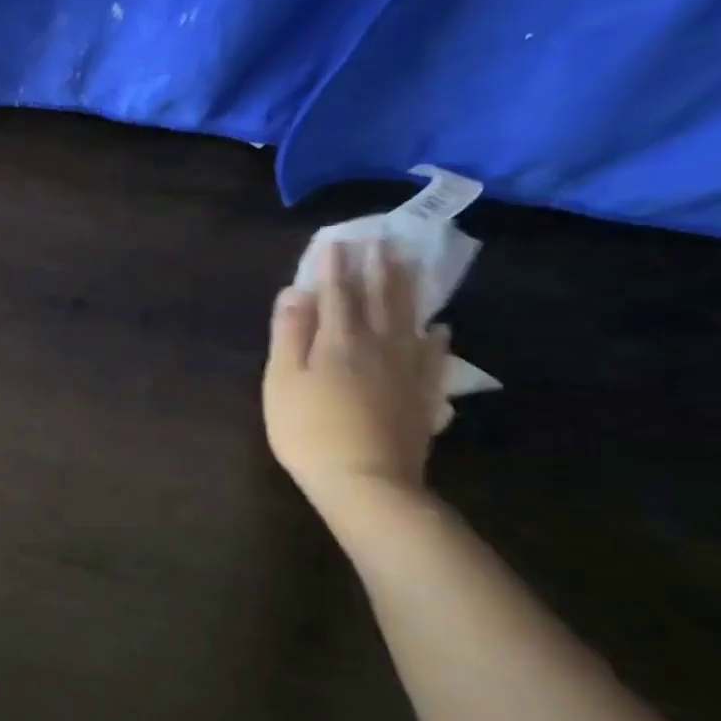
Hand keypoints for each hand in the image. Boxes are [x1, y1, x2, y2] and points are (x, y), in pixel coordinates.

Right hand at [263, 242, 449, 511]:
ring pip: (409, 318)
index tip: (336, 239)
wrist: (366, 482)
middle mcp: (378, 344)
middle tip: (381, 238)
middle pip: (379, 297)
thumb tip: (295, 292)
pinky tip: (438, 326)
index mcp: (339, 340)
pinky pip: (434, 355)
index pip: (336, 292)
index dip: (334, 265)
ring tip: (409, 264)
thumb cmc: (308, 430)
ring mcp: (407, 369)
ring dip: (407, 288)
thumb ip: (289, 334)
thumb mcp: (282, 381)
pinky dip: (435, 336)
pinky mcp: (423, 394)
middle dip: (377, 266)